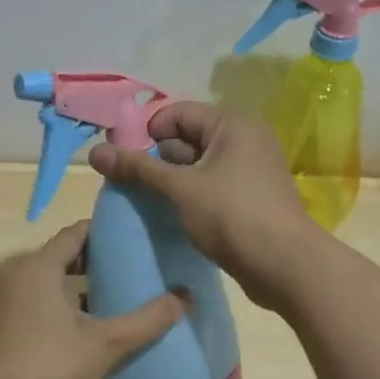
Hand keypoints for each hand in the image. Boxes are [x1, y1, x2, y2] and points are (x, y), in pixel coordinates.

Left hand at [0, 221, 188, 378]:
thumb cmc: (50, 369)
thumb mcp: (105, 344)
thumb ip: (146, 319)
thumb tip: (186, 297)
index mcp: (36, 269)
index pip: (75, 234)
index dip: (105, 232)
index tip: (135, 235)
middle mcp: (15, 279)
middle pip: (61, 259)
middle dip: (96, 263)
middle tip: (134, 268)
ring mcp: (4, 308)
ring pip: (49, 287)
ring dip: (80, 290)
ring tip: (119, 299)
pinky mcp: (2, 334)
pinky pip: (38, 308)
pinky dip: (63, 311)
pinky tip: (91, 331)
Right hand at [87, 102, 324, 310]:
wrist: (285, 265)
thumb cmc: (232, 216)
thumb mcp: (180, 188)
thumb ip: (138, 168)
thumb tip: (94, 151)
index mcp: (232, 124)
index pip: (176, 113)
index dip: (145, 133)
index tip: (121, 160)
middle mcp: (243, 139)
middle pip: (186, 137)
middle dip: (154, 158)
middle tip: (125, 183)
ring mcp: (248, 169)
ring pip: (196, 165)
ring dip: (169, 180)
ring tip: (141, 200)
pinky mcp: (248, 197)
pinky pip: (209, 185)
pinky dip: (187, 195)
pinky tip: (168, 213)